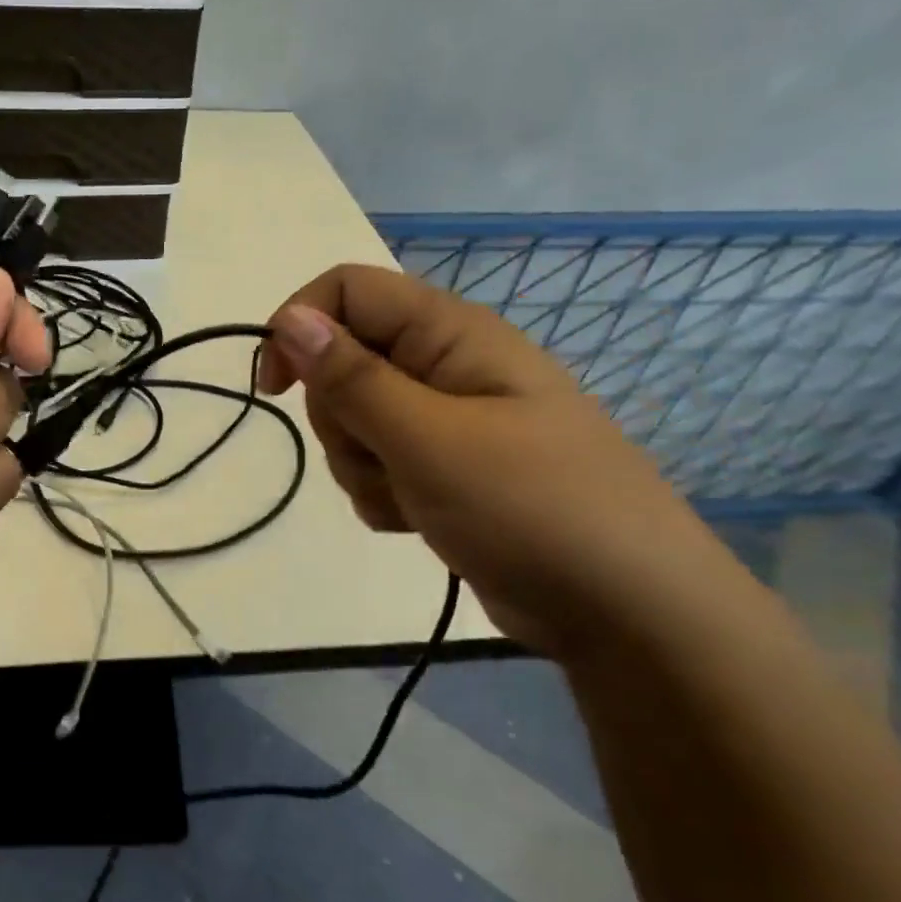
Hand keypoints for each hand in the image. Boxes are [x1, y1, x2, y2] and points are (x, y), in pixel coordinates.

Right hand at [259, 263, 740, 657]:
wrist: (625, 610)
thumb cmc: (532, 508)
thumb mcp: (429, 440)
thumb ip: (353, 379)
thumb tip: (288, 318)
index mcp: (451, 334)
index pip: (348, 291)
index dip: (300, 326)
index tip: (276, 387)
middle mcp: (445, 366)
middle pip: (343, 363)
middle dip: (340, 418)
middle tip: (384, 455)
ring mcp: (445, 421)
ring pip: (354, 422)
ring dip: (361, 464)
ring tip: (412, 498)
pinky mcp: (444, 469)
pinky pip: (377, 464)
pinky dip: (382, 493)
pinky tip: (418, 520)